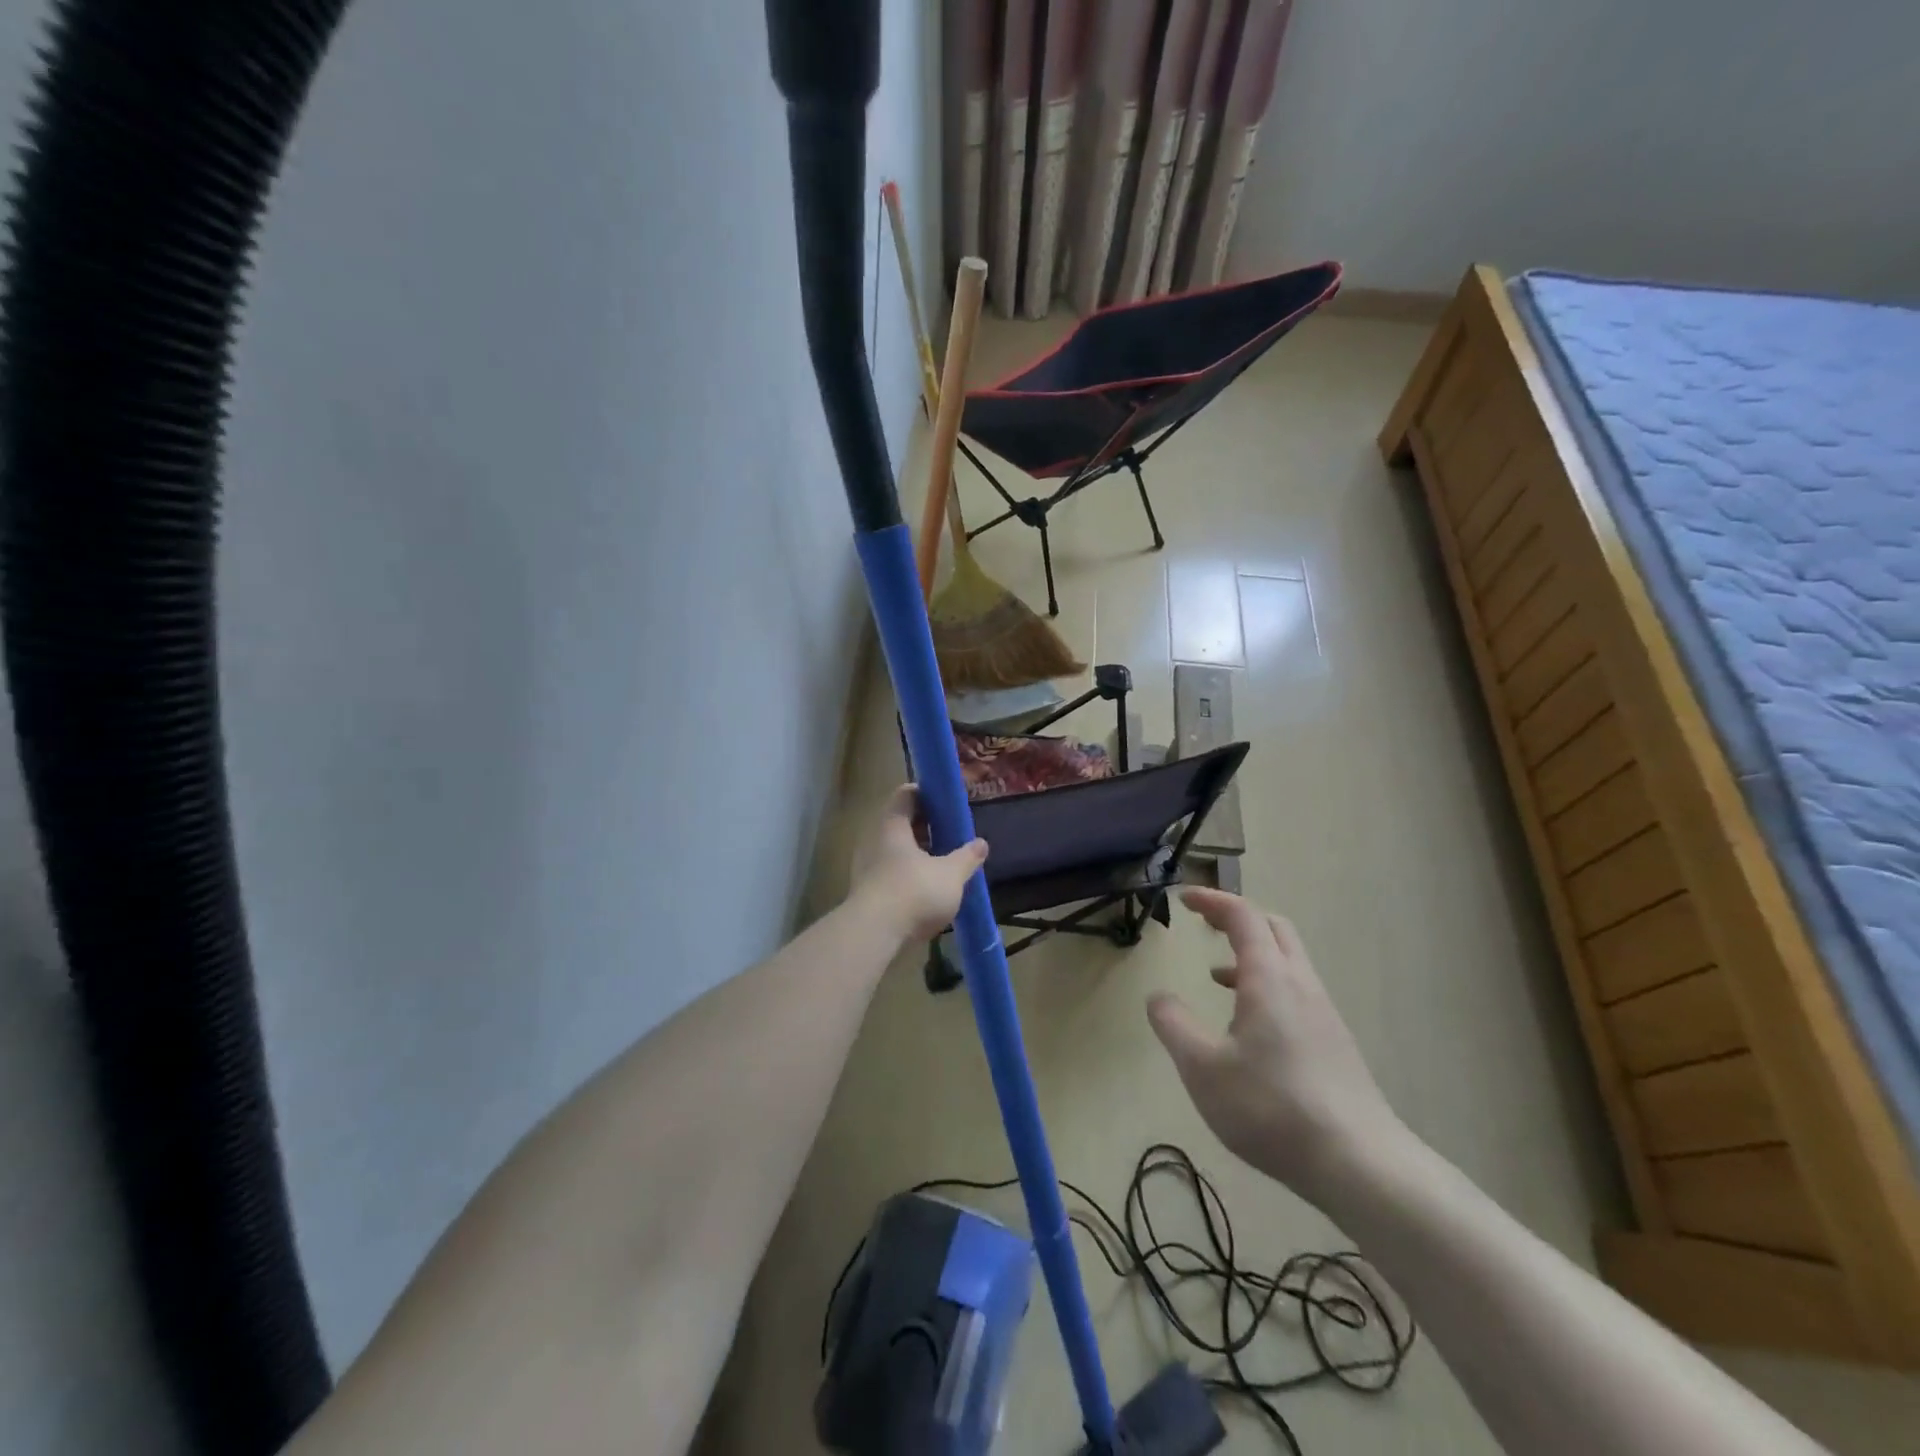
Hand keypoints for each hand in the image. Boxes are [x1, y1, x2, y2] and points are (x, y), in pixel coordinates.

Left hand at [849, 784, 987, 944]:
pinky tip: (926, 891)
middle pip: (900, 823)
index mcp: (893, 825)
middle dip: (925, 827)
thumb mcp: (951, 874)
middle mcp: (874, 839)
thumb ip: (967, 857)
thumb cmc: (914, 892)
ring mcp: (865, 866)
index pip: (906, 794)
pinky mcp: (865, 892)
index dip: (927, 795)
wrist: (874, 934)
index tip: (947, 804)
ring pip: (894, 850)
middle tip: (950, 835)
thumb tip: (982, 843)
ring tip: (942, 864)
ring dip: (917, 854)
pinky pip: (889, 873)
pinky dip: (908, 875)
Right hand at [1147, 888, 1410, 1208]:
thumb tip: (1158, 997)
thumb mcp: (1203, 1068)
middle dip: (1237, 917)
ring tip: (1216, 974)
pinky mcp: (1334, 1044)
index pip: (1243, 916)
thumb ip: (1173, 1025)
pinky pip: (1296, 991)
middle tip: (1204, 922)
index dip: (1212, 900)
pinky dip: (1267, 984)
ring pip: (1288, 962)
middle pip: (1273, 928)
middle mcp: (1301, 985)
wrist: (1360, 1164)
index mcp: (1270, 978)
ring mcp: (1324, 1014)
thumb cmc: (1272, 1107)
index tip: (1183, 899)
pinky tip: (1249, 1025)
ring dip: (1252, 952)